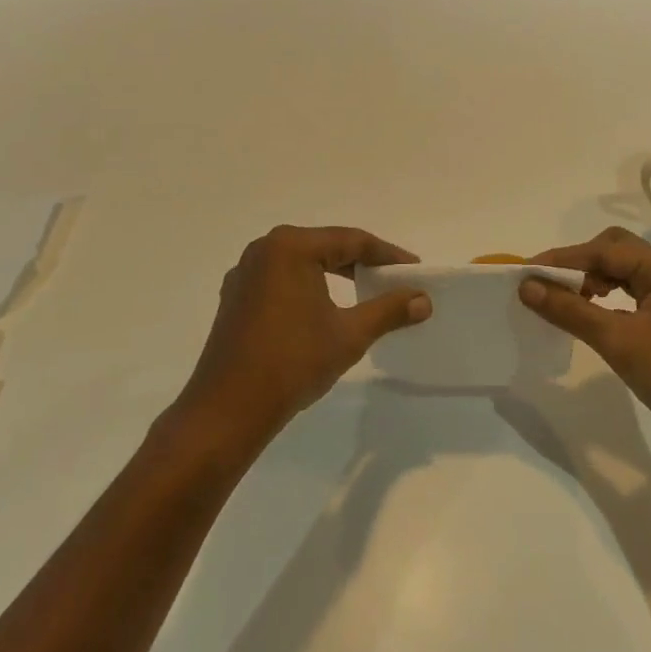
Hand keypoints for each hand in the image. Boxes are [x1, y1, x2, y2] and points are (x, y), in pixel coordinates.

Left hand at [174, 225, 431, 454]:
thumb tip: (423, 300)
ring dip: (335, 274)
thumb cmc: (292, 363)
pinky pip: (281, 279)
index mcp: (291, 247)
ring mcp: (245, 273)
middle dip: (362, 262)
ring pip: (302, 263)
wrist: (227, 410)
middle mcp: (264, 249)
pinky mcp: (235, 297)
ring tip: (365, 291)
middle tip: (393, 279)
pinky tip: (324, 308)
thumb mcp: (349, 334)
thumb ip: (388, 310)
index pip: (351, 240)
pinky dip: (308, 287)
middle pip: (325, 246)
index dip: (387, 255)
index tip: (414, 269)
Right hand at [520, 227, 650, 482]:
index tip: (525, 271)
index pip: (607, 250)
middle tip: (544, 285)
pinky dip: (605, 304)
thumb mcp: (620, 341)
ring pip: (624, 278)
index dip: (564, 259)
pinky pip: (631, 302)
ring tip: (560, 301)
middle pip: (617, 254)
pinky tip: (587, 319)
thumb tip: (526, 287)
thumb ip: (571, 310)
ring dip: (591, 284)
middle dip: (579, 265)